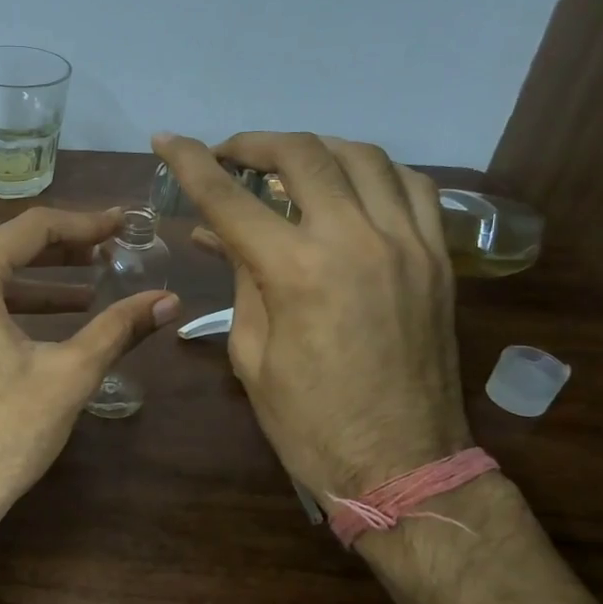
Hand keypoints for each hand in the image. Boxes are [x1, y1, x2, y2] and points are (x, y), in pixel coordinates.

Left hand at [0, 207, 179, 547]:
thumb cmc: (2, 432)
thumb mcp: (68, 374)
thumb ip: (117, 328)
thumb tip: (168, 300)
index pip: (31, 229)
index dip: (82, 225)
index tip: (119, 225)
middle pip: (2, 250)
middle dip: (59, 254)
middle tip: (106, 256)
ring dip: (33, 285)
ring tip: (84, 294)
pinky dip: (2, 309)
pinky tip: (37, 329)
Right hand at [152, 132, 469, 503]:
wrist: (403, 465)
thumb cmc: (309, 422)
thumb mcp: (252, 354)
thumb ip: (240, 280)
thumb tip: (218, 236)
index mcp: (297, 272)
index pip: (229, 199)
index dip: (190, 163)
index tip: (165, 138)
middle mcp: (356, 240)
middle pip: (302, 155)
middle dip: (255, 143)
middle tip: (227, 154)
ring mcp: (407, 243)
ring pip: (363, 156)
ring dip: (315, 148)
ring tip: (285, 163)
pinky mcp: (436, 258)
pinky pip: (412, 185)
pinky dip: (372, 170)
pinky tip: (349, 184)